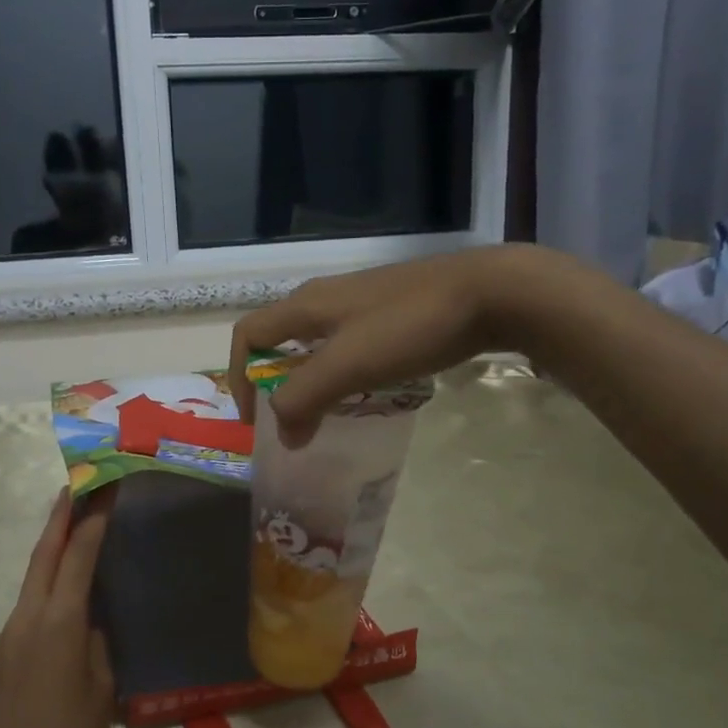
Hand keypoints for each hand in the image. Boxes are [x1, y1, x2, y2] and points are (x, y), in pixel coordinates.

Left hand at [0, 487, 116, 727]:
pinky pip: (16, 630)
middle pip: (42, 558)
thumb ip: (95, 645)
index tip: (101, 494)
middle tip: (72, 491)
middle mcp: (23, 620)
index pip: (78, 559)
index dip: (91, 523)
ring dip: (49, 578)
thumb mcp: (101, 690)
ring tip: (72, 582)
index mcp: (59, 623)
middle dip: (58, 521)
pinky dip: (36, 625)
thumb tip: (87, 624)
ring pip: (29, 595)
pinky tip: (47, 659)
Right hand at [228, 244, 564, 445]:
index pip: (248, 335)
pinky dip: (339, 371)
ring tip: (323, 414)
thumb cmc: (409, 326)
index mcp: (305, 305)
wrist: (488, 292)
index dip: (239, 376)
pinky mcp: (391, 309)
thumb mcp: (348, 364)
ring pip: (316, 343)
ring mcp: (361, 301)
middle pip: (279, 339)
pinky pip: (348, 343)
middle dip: (273, 381)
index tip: (254, 421)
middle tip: (287, 421)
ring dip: (308, 379)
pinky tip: (364, 390)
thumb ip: (305, 398)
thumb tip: (282, 436)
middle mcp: (324, 298)